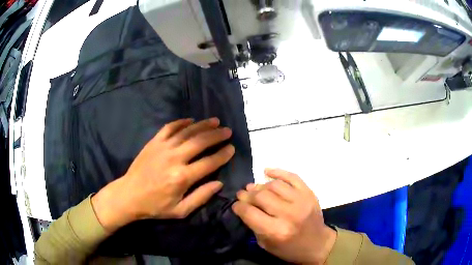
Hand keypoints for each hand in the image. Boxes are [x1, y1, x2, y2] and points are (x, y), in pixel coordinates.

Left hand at [92, 118, 234, 231]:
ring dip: (203, 125)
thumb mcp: (180, 210)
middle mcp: (174, 159)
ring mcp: (163, 148)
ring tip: (215, 121)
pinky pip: (169, 128)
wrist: (129, 195)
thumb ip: (201, 197)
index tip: (232, 148)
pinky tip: (190, 120)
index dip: (223, 155)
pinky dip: (181, 122)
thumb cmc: (155, 206)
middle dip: (217, 135)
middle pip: (200, 142)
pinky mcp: (153, 142)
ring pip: (187, 132)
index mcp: (182, 178)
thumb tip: (219, 183)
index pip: (209, 162)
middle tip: (227, 131)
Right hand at [232, 169, 336, 264]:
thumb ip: (254, 225)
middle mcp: (289, 214)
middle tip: (242, 195)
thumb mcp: (266, 245)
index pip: (250, 213)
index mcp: (277, 231)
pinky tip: (267, 172)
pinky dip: (278, 172)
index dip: (239, 207)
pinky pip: (292, 177)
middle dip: (247, 195)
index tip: (236, 205)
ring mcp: (302, 201)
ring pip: (275, 185)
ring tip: (253, 188)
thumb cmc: (290, 249)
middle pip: (261, 197)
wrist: (318, 244)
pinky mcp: (309, 193)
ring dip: (260, 186)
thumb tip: (244, 206)